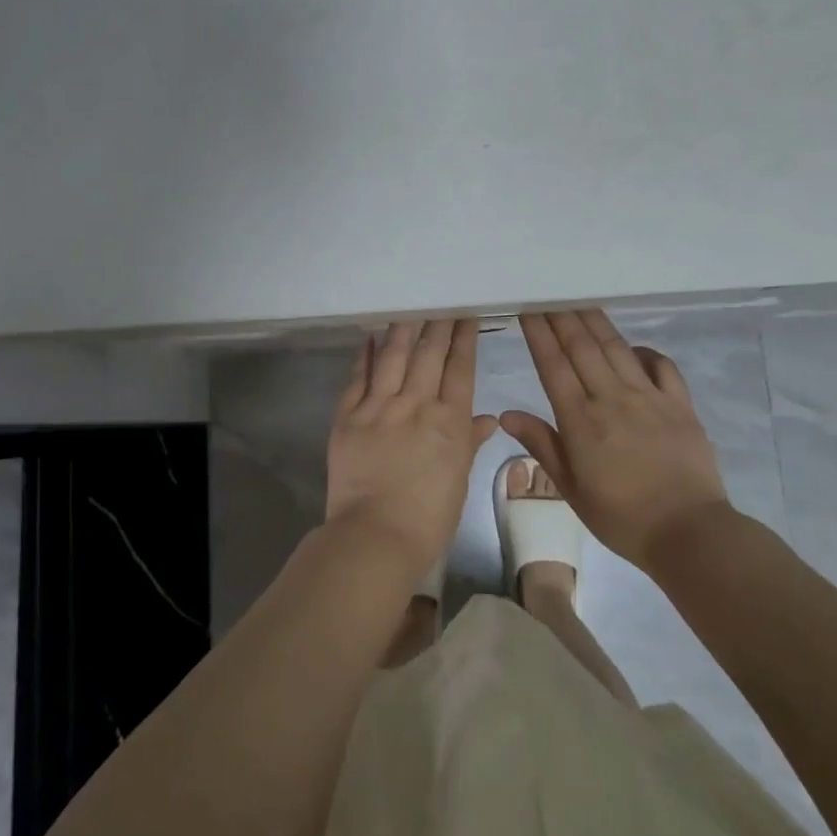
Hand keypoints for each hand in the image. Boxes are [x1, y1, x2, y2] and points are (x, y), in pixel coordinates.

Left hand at [326, 320, 498, 576]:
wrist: (376, 536)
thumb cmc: (428, 518)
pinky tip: (369, 336)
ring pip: (393, 357)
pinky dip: (363, 355)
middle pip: (428, 354)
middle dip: (437, 324)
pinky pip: (357, 378)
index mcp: (449, 421)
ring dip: (402, 329)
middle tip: (440, 299)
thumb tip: (488, 418)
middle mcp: (415, 404)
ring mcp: (379, 407)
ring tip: (408, 307)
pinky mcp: (348, 417)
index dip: (464, 338)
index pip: (460, 368)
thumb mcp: (459, 480)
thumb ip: (469, 443)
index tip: (466, 314)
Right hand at [499, 310, 731, 569]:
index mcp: (581, 419)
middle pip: (582, 347)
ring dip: (596, 322)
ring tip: (580, 300)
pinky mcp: (680, 405)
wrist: (689, 533)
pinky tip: (633, 347)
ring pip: (617, 349)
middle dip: (562, 317)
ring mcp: (649, 398)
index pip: (553, 365)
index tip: (528, 308)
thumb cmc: (621, 516)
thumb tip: (506, 413)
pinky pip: (661, 366)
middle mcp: (612, 398)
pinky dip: (645, 351)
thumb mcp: (571, 488)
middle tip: (548, 293)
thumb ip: (542, 445)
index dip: (539, 334)